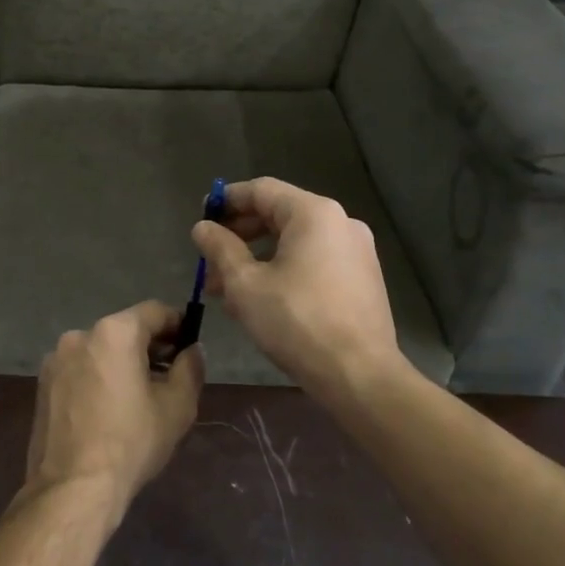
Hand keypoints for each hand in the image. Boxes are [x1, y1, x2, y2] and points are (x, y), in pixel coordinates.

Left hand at [25, 301, 204, 524]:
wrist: (73, 487)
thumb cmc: (131, 442)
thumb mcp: (177, 406)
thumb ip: (191, 368)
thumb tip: (193, 350)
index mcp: (114, 332)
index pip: (155, 312)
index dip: (178, 325)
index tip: (189, 346)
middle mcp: (80, 334)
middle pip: (124, 330)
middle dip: (149, 347)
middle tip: (169, 376)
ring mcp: (56, 359)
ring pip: (100, 350)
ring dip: (121, 363)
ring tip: (137, 398)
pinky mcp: (42, 383)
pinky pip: (79, 369)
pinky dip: (97, 378)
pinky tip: (107, 410)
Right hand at [191, 177, 404, 407]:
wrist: (360, 375)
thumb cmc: (297, 322)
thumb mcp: (245, 284)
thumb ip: (220, 248)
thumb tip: (203, 227)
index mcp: (314, 214)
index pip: (261, 190)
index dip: (227, 200)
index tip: (202, 217)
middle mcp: (341, 222)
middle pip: (279, 215)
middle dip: (239, 235)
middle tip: (210, 259)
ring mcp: (357, 251)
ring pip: (295, 242)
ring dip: (258, 257)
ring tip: (227, 288)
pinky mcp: (363, 279)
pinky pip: (314, 261)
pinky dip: (284, 269)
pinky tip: (262, 299)